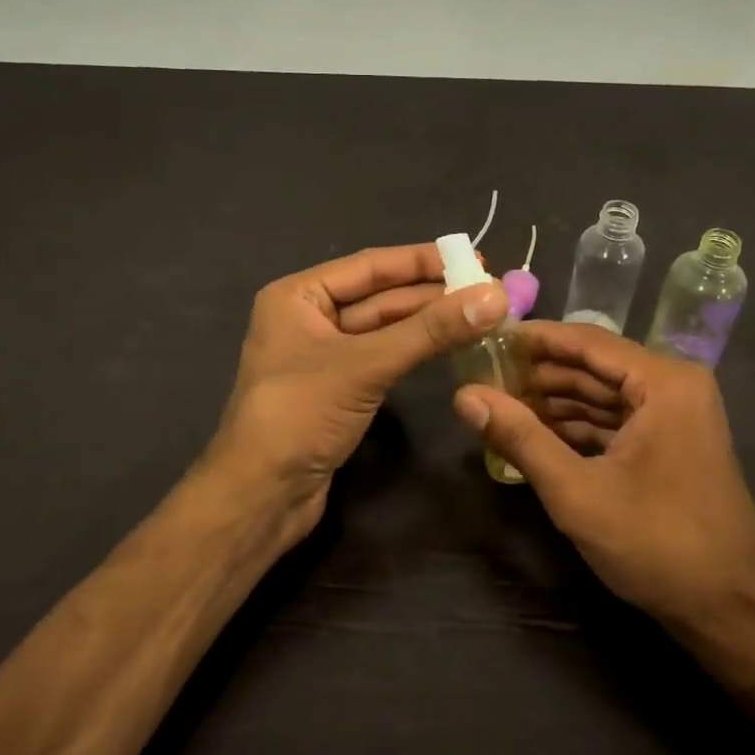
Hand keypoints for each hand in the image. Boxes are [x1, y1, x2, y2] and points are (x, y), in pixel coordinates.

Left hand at [209, 243, 507, 549]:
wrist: (261, 496)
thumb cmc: (301, 414)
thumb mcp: (366, 365)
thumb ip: (430, 331)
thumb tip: (494, 297)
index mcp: (298, 296)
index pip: (371, 266)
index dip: (423, 261)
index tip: (475, 258)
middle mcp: (308, 317)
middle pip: (380, 296)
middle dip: (432, 294)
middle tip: (488, 291)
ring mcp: (323, 356)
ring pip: (384, 329)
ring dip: (428, 323)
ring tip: (481, 315)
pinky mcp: (338, 389)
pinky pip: (382, 357)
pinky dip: (415, 351)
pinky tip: (450, 345)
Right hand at [452, 321, 754, 658]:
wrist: (728, 612)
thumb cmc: (655, 544)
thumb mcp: (576, 491)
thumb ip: (520, 438)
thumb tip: (464, 397)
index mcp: (664, 383)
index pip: (587, 341)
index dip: (534, 339)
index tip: (487, 340)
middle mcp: (677, 386)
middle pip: (596, 366)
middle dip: (541, 375)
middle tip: (486, 379)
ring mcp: (680, 415)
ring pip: (606, 394)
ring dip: (557, 401)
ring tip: (502, 406)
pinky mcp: (675, 443)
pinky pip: (620, 419)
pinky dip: (581, 426)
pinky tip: (539, 434)